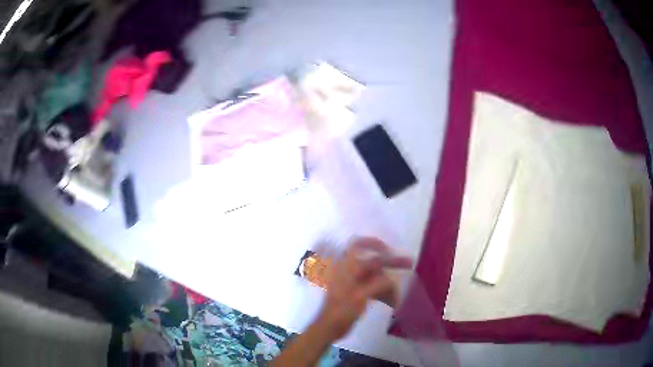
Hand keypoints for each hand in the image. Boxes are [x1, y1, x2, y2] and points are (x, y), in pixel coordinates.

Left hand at [316, 237, 412, 339]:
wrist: (329, 328)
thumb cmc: (341, 311)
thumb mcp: (360, 296)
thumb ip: (377, 284)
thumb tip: (391, 279)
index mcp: (346, 267)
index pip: (357, 245)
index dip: (373, 243)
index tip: (389, 249)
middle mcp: (350, 271)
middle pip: (373, 262)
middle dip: (391, 264)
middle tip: (409, 264)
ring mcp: (354, 282)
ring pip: (376, 277)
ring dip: (388, 286)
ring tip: (397, 299)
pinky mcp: (357, 293)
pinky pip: (374, 288)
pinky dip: (383, 293)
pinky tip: (393, 302)